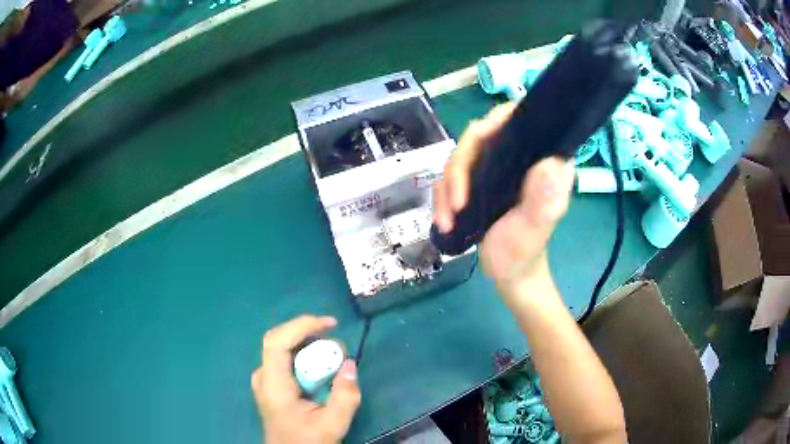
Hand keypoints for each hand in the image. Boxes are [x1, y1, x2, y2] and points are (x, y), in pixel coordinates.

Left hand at [252, 315, 360, 443]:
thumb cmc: (307, 442)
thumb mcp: (332, 424)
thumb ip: (345, 396)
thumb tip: (350, 364)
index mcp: (273, 385)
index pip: (277, 342)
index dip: (301, 325)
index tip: (330, 324)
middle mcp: (264, 377)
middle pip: (279, 340)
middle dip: (307, 331)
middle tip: (334, 336)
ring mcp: (265, 380)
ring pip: (282, 348)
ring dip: (307, 342)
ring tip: (332, 351)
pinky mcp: (272, 384)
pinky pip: (286, 359)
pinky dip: (304, 354)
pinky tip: (321, 363)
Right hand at [432, 103, 574, 295]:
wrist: (509, 275)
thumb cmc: (524, 252)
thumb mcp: (535, 228)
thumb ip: (544, 198)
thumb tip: (551, 162)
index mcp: (540, 160)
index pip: (519, 120)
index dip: (497, 120)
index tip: (478, 142)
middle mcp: (517, 157)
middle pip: (480, 136)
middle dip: (461, 167)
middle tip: (457, 203)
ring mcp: (495, 168)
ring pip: (460, 156)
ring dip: (447, 187)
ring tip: (448, 219)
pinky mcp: (477, 182)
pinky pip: (450, 176)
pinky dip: (442, 198)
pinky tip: (445, 222)